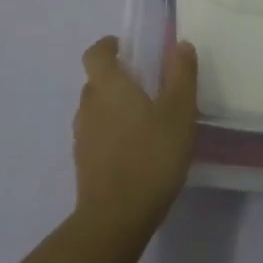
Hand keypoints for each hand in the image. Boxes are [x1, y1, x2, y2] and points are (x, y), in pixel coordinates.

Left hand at [73, 37, 198, 233]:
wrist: (116, 217)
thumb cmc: (151, 155)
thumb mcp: (179, 112)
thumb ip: (181, 75)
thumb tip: (180, 44)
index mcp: (108, 85)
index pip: (95, 53)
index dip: (108, 46)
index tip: (126, 48)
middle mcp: (88, 105)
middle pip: (95, 81)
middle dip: (116, 79)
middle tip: (146, 86)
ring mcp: (82, 136)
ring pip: (95, 110)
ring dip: (113, 108)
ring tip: (144, 120)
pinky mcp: (83, 163)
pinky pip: (96, 136)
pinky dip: (111, 134)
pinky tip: (135, 150)